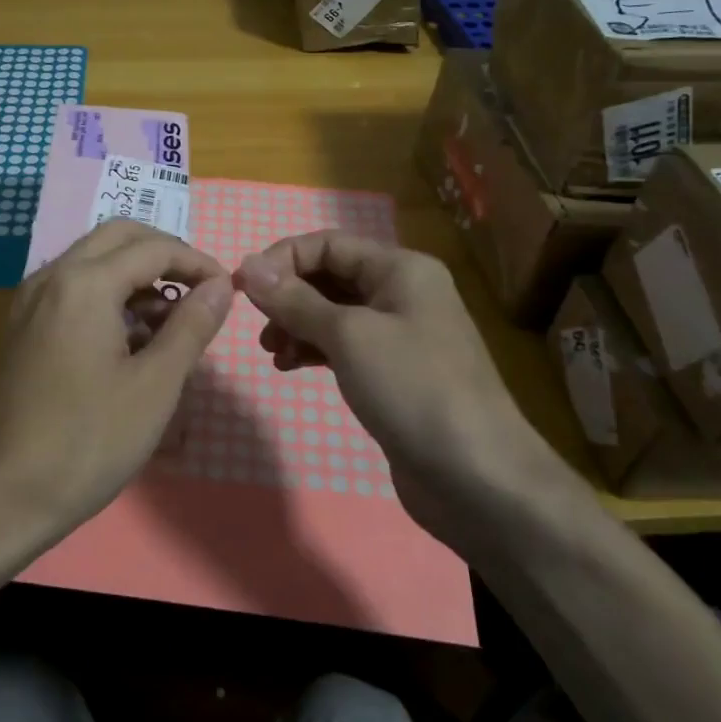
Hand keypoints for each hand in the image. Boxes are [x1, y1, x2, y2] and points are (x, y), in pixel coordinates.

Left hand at [0, 219, 232, 551]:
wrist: (3, 495)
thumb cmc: (88, 441)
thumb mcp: (155, 385)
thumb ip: (191, 326)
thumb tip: (220, 286)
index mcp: (85, 283)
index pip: (154, 248)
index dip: (197, 263)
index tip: (227, 290)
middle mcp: (52, 276)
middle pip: (118, 237)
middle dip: (164, 254)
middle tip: (200, 290)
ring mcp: (31, 300)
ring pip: (93, 259)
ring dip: (136, 273)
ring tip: (172, 321)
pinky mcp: (23, 326)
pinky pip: (73, 287)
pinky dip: (109, 293)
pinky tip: (132, 337)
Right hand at [233, 231, 538, 495]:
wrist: (478, 478)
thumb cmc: (413, 389)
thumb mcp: (348, 336)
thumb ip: (295, 300)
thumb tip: (247, 267)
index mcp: (400, 269)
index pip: (327, 244)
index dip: (281, 259)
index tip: (242, 289)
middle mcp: (402, 292)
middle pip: (330, 276)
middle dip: (288, 295)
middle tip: (257, 325)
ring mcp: (400, 334)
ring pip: (334, 312)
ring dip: (297, 324)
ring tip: (272, 351)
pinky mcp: (394, 372)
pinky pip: (344, 345)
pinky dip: (314, 349)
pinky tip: (290, 366)